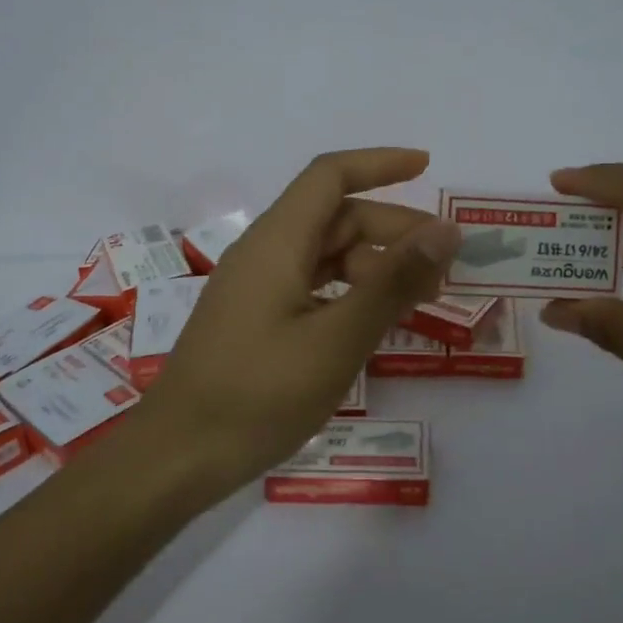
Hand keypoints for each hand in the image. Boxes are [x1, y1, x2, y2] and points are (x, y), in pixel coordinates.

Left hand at [138, 148, 460, 501]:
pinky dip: (351, 292)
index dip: (380, 164)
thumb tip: (445, 231)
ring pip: (326, 254)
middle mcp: (264, 253)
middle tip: (443, 265)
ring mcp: (257, 288)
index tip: (428, 167)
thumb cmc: (258, 396)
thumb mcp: (337, 339)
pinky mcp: (256, 319)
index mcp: (277, 242)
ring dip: (376, 265)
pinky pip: (312, 286)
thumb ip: (393, 283)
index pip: (330, 176)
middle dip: (393, 229)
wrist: (177, 458)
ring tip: (421, 299)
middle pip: (335, 217)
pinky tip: (375, 323)